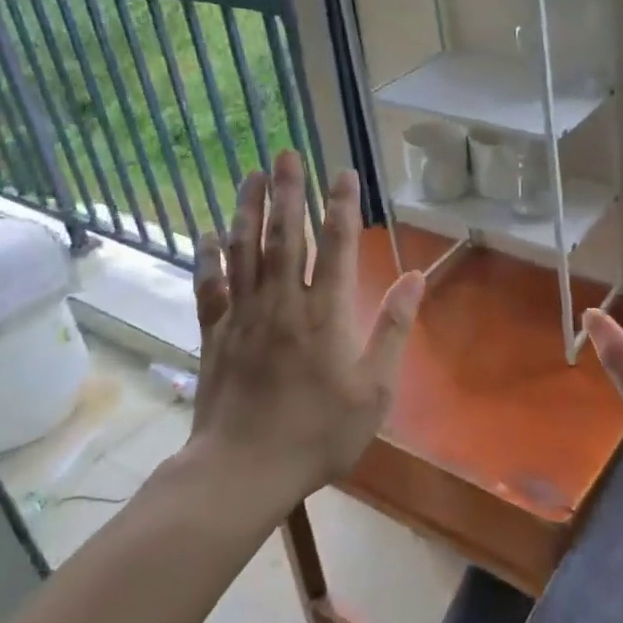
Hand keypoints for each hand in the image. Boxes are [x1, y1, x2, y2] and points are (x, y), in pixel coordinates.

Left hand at [187, 150, 424, 505]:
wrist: (243, 470)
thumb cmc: (319, 432)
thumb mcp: (375, 388)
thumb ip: (393, 327)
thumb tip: (415, 276)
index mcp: (325, 313)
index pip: (335, 245)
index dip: (340, 205)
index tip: (343, 172)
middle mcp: (282, 302)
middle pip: (284, 235)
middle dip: (288, 191)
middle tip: (286, 152)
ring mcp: (244, 316)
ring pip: (244, 250)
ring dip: (247, 209)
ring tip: (251, 174)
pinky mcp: (215, 334)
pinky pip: (210, 285)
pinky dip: (208, 256)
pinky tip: (207, 232)